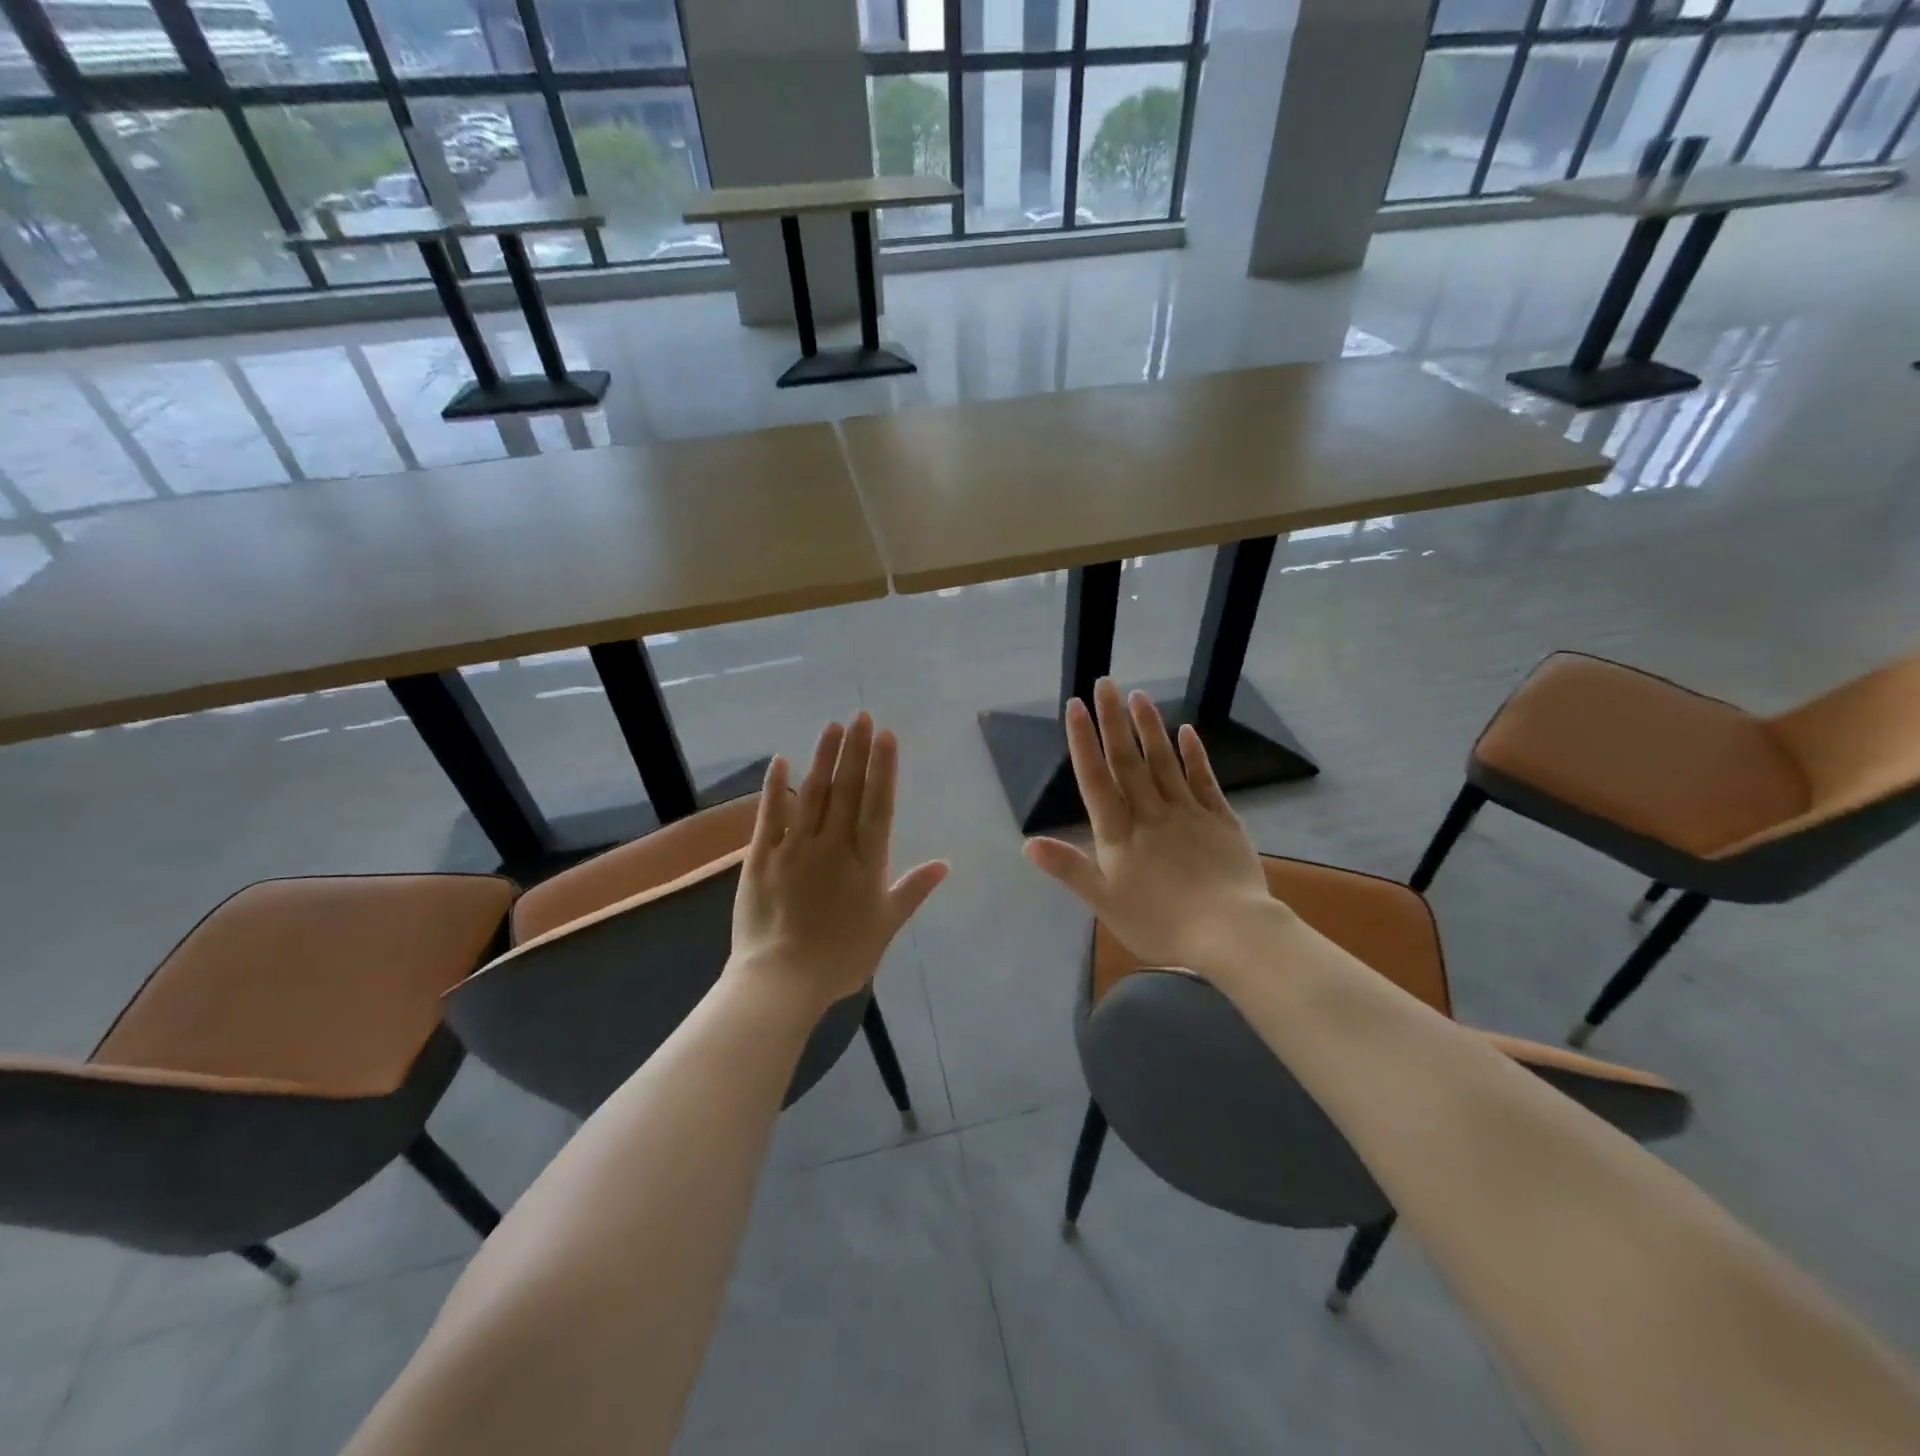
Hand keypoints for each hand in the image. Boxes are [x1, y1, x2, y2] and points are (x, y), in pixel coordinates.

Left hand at [726, 712, 947, 1013]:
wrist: (782, 981)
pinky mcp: (762, 857)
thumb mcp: (886, 926)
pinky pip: (769, 815)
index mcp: (865, 861)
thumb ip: (912, 890)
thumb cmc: (841, 958)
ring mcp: (795, 847)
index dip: (883, 767)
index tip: (885, 735)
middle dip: (855, 750)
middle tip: (860, 715)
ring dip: (823, 757)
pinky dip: (776, 786)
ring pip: (812, 793)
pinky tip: (781, 760)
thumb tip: (945, 864)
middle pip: (847, 789)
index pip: (878, 803)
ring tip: (832, 726)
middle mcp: (833, 844)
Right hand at [1023, 678, 1281, 972]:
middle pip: (1127, 760)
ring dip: (1149, 727)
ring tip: (1139, 695)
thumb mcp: (1104, 903)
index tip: (1075, 706)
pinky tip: (1186, 731)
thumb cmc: (1161, 923)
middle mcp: (1150, 813)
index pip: (1096, 778)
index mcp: (1120, 833)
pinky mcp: (1221, 820)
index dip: (1083, 741)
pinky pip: (1204, 780)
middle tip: (1105, 683)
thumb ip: (1068, 868)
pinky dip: (1194, 754)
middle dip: (1113, 720)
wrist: (1230, 932)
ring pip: (1164, 761)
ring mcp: (1188, 812)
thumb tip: (1026, 843)